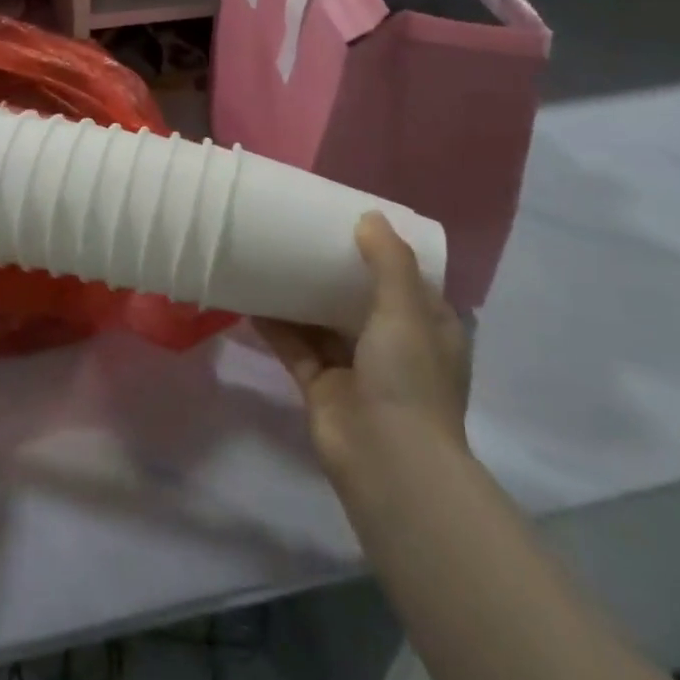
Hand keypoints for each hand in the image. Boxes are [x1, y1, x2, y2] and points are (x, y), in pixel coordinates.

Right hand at [257, 213, 469, 489]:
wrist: (387, 462)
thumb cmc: (409, 378)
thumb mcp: (406, 309)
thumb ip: (388, 261)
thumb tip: (369, 217)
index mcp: (429, 330)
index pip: (410, 282)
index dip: (387, 253)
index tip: (357, 222)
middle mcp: (395, 347)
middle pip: (361, 298)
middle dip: (336, 270)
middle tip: (306, 232)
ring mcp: (356, 368)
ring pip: (324, 320)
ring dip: (302, 294)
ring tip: (273, 254)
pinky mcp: (321, 385)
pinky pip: (294, 345)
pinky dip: (275, 324)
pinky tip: (251, 296)